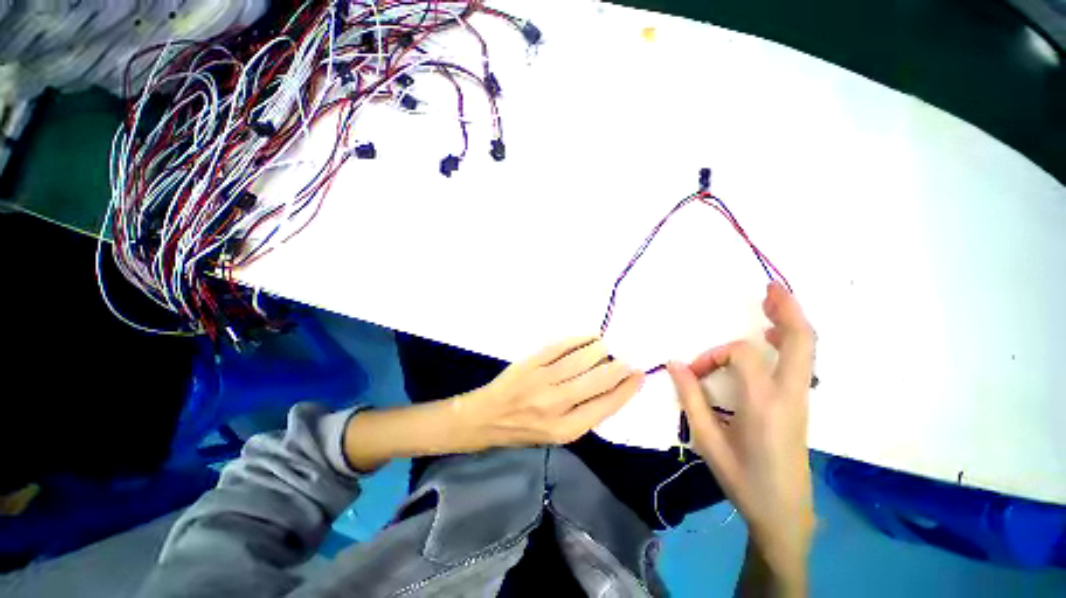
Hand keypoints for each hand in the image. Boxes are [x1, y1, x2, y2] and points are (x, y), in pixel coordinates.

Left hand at [461, 336, 644, 447]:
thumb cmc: (524, 430)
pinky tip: (590, 337)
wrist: (487, 417)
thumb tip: (611, 387)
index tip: (640, 374)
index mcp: (566, 429)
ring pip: (582, 359)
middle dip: (619, 367)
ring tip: (609, 347)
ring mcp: (543, 379)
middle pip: (598, 379)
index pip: (607, 405)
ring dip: (601, 350)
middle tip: (629, 358)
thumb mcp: (557, 435)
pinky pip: (561, 346)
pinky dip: (579, 339)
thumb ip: (584, 414)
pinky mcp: (531, 362)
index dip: (628, 388)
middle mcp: (557, 404)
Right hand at [667, 282, 815, 580]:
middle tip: (770, 287)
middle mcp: (790, 395)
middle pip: (801, 341)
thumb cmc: (743, 479)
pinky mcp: (801, 403)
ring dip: (790, 320)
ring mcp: (801, 398)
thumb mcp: (707, 441)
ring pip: (806, 349)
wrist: (784, 513)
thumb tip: (674, 363)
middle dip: (787, 309)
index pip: (741, 355)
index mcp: (764, 404)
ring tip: (773, 300)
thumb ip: (690, 398)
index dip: (713, 355)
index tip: (693, 373)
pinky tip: (773, 336)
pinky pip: (801, 361)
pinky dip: (790, 340)